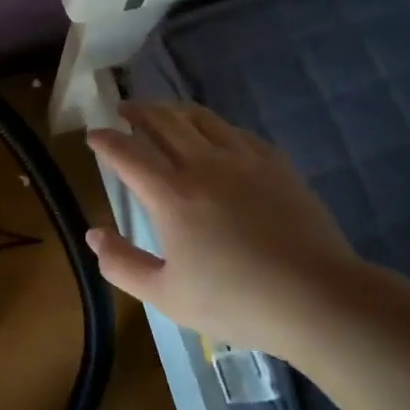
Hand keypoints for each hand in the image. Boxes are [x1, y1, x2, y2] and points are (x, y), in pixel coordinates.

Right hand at [85, 101, 365, 356]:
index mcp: (171, 194)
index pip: (127, 153)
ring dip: (173, 110)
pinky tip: (214, 134)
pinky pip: (235, 131)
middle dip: (137, 111)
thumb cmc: (236, 301)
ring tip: (162, 111)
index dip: (106, 140)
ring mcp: (243, 159)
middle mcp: (203, 164)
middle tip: (123, 109)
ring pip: (200, 118)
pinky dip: (213, 125)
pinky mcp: (275, 164)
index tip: (93, 134)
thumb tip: (93, 234)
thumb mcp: (166, 295)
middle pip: (163, 122)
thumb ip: (122, 264)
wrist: (316, 297)